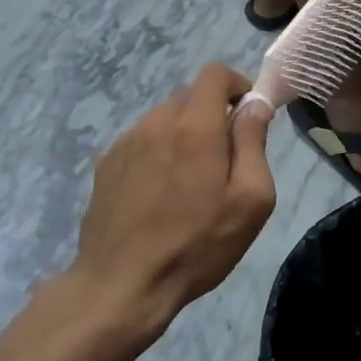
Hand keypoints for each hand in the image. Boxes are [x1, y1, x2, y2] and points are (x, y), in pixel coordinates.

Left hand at [65, 64, 275, 346]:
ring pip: (163, 117)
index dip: (237, 84)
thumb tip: (255, 103)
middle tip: (224, 157)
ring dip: (183, 132)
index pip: (215, 73)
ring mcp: (125, 142)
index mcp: (195, 127)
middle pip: (190, 94)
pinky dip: (158, 150)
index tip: (247, 116)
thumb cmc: (197, 245)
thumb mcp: (250, 200)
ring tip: (189, 180)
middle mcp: (156, 122)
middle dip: (212, 113)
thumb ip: (254, 142)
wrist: (122, 286)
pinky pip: (141, 140)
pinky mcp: (105, 165)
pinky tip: (159, 192)